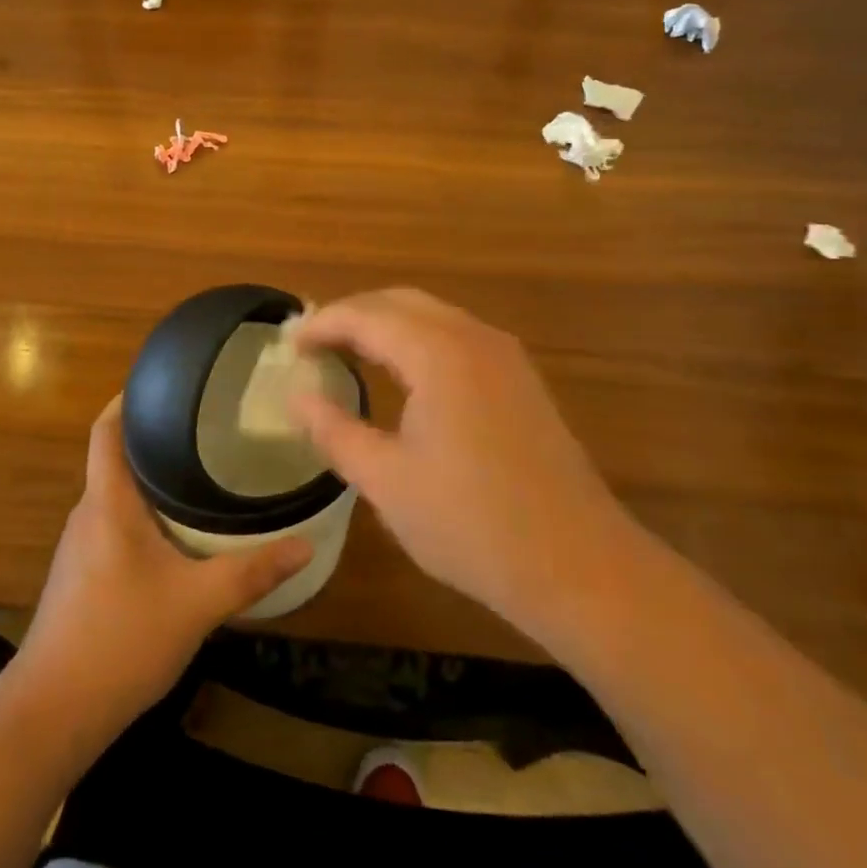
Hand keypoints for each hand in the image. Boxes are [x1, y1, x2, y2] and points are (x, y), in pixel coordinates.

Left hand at [9, 396, 310, 744]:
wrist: (52, 713)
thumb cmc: (121, 639)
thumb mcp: (197, 603)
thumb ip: (251, 571)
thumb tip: (305, 544)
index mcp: (107, 502)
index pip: (106, 430)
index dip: (128, 399)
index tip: (165, 382)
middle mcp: (88, 514)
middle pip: (115, 458)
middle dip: (154, 439)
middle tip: (204, 427)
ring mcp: (80, 548)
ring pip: (117, 496)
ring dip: (150, 481)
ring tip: (199, 473)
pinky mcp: (81, 577)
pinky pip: (114, 526)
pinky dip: (144, 516)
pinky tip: (177, 534)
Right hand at [293, 289, 634, 632]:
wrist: (578, 565)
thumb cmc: (471, 524)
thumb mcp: (387, 481)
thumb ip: (335, 430)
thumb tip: (297, 397)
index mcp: (438, 353)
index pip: (366, 315)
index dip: (322, 325)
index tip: (288, 344)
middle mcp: (474, 338)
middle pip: (400, 302)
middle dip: (352, 315)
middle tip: (313, 344)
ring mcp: (505, 356)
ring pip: (432, 316)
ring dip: (386, 324)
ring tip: (348, 353)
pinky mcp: (521, 379)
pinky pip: (457, 336)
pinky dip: (418, 340)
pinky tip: (403, 374)